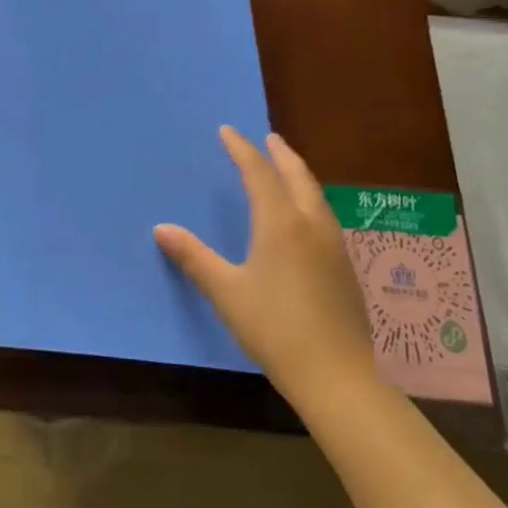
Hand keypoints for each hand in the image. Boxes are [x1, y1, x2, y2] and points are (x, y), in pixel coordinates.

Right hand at [155, 127, 376, 404]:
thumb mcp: (227, 292)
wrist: (337, 375)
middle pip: (297, 176)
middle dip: (281, 154)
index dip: (242, 149)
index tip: (228, 131)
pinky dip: (309, 199)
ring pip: (316, 195)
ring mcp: (334, 245)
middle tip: (268, 138)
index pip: (259, 173)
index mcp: (281, 223)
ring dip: (299, 175)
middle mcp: (311, 224)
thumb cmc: (275, 329)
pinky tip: (304, 217)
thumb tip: (161, 228)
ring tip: (286, 169)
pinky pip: (324, 215)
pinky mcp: (345, 267)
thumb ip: (194, 257)